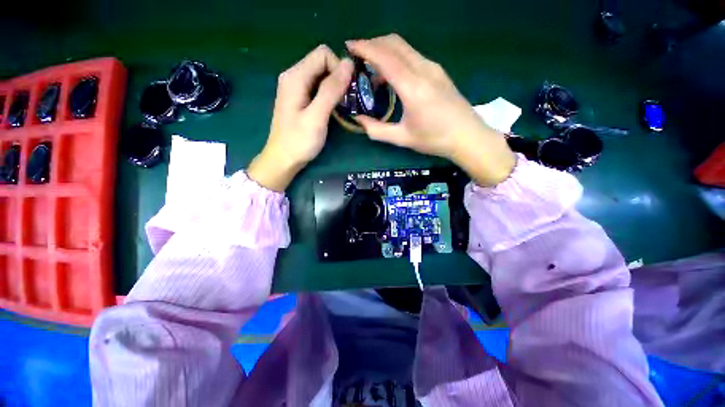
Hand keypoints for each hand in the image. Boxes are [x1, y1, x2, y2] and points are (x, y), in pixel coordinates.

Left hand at [248, 45, 353, 190]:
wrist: (284, 159)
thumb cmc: (299, 141)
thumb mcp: (317, 117)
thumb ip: (331, 90)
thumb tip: (349, 64)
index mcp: (295, 77)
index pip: (323, 54)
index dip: (339, 69)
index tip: (347, 92)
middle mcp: (294, 76)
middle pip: (322, 63)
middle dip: (339, 78)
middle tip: (347, 101)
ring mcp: (296, 87)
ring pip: (322, 76)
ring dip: (336, 88)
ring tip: (342, 107)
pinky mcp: (300, 98)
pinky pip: (318, 87)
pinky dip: (329, 95)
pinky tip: (333, 109)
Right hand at [347, 35, 515, 186]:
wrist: (468, 136)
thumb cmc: (434, 139)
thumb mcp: (402, 138)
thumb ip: (377, 130)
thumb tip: (359, 120)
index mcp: (412, 87)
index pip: (384, 57)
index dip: (364, 48)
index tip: (349, 46)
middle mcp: (423, 70)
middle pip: (394, 43)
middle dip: (373, 44)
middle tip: (358, 57)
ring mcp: (433, 68)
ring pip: (404, 47)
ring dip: (385, 51)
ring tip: (372, 70)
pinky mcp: (438, 71)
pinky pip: (413, 56)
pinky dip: (397, 58)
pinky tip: (392, 76)